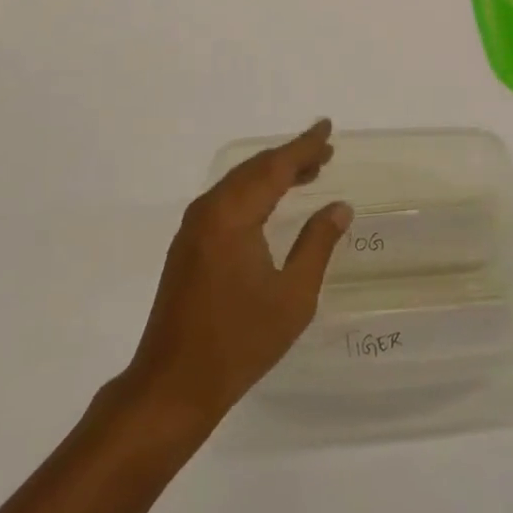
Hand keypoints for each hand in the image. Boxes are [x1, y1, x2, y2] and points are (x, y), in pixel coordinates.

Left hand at [120, 120, 352, 432]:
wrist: (173, 384)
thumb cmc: (240, 342)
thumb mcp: (293, 297)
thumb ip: (317, 245)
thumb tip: (339, 207)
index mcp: (233, 215)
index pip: (274, 167)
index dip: (304, 146)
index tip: (327, 128)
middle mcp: (209, 209)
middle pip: (254, 169)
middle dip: (290, 157)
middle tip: (325, 152)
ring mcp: (194, 226)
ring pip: (239, 183)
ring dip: (272, 174)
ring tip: (308, 172)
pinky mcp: (188, 244)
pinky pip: (227, 200)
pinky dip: (254, 192)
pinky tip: (272, 202)